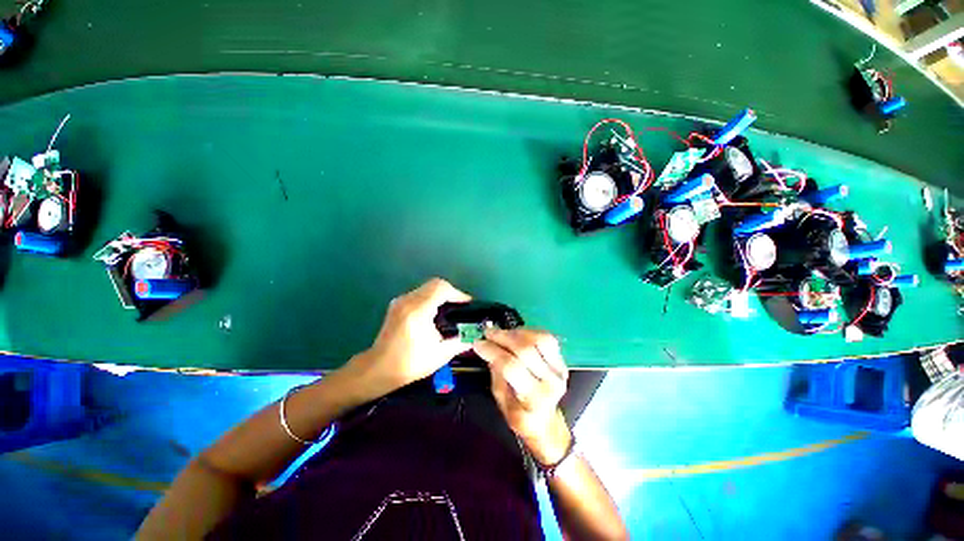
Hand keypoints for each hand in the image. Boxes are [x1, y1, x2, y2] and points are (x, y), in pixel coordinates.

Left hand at [347, 278, 472, 394]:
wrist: (379, 368)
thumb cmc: (410, 363)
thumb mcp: (440, 355)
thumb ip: (460, 342)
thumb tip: (475, 335)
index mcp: (418, 311)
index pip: (441, 288)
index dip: (457, 293)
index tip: (467, 303)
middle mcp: (408, 301)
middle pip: (435, 284)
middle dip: (451, 292)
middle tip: (460, 305)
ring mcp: (400, 301)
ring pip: (427, 287)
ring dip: (441, 294)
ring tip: (450, 308)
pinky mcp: (397, 304)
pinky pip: (419, 292)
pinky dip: (431, 297)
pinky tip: (435, 311)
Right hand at [474, 328, 571, 465]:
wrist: (546, 420)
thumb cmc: (519, 414)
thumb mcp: (501, 401)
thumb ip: (496, 373)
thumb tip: (489, 347)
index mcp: (533, 398)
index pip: (511, 366)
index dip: (492, 351)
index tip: (478, 343)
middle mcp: (550, 382)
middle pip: (525, 349)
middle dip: (502, 337)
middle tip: (488, 333)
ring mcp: (559, 369)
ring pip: (539, 339)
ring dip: (516, 332)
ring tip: (501, 333)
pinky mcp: (562, 360)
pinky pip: (546, 338)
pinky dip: (529, 332)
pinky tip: (516, 334)